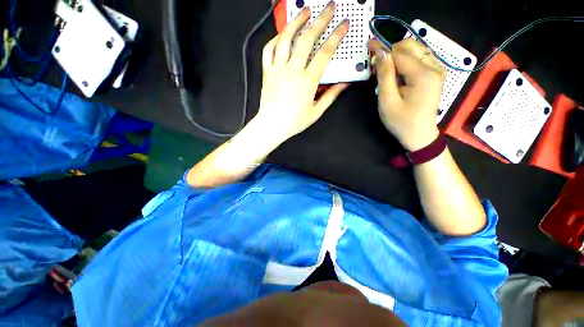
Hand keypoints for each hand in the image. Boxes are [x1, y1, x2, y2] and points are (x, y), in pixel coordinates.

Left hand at [254, 2, 349, 141]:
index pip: (325, 52)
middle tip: (328, 8)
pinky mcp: (267, 72)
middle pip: (307, 38)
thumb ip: (331, 95)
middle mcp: (292, 71)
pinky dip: (276, 38)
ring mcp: (278, 69)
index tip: (343, 25)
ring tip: (305, 11)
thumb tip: (343, 84)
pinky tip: (282, 34)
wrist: (272, 125)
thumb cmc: (293, 121)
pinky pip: (269, 49)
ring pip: (286, 38)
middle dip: (320, 19)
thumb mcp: (316, 111)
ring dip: (297, 21)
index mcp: (307, 81)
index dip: (336, 36)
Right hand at [369, 38, 445, 150]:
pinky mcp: (436, 73)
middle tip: (377, 65)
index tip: (368, 47)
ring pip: (416, 50)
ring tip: (386, 71)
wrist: (420, 135)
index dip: (382, 49)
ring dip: (398, 56)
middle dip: (391, 51)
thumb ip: (385, 76)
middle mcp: (435, 67)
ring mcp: (438, 69)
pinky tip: (397, 73)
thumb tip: (381, 53)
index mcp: (423, 75)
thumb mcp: (388, 101)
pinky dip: (406, 61)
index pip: (400, 53)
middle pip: (411, 45)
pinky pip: (420, 58)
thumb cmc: (401, 121)